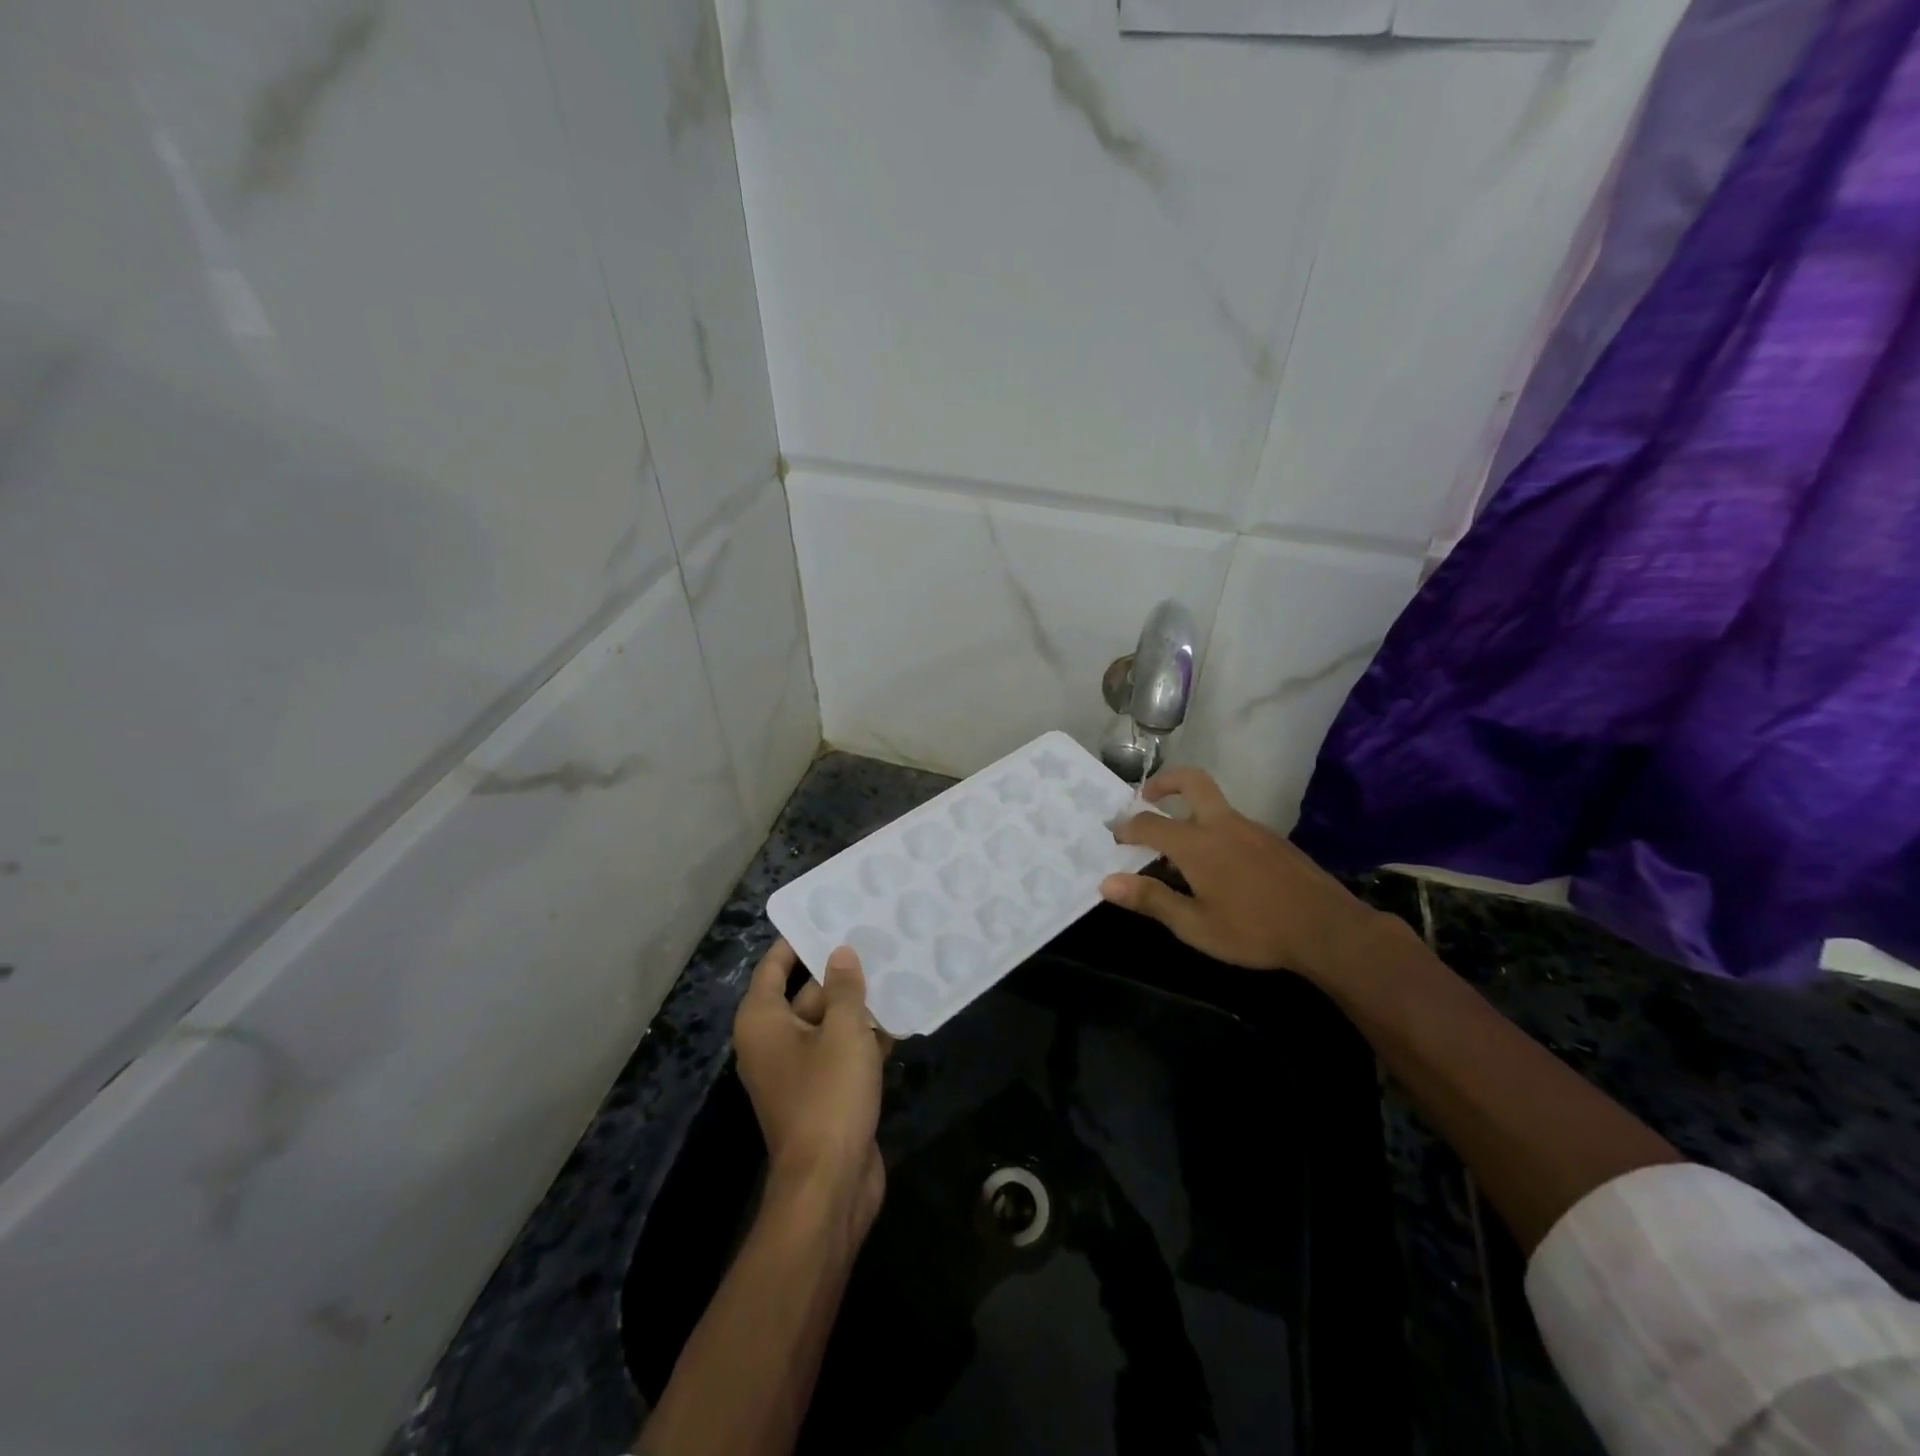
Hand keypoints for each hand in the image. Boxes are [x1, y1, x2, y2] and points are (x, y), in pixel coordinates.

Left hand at [732, 940, 889, 1240]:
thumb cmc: (827, 1096)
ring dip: (860, 1004)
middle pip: (807, 992)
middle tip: (877, 937)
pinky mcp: (825, 1092)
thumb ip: (843, 988)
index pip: (774, 966)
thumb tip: (840, 953)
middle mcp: (775, 1041)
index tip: (827, 913)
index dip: (798, 940)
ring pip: (830, 1022)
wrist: (830, 1185)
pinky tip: (903, 1015)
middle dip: (841, 971)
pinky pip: (844, 1051)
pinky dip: (867, 1037)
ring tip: (898, 967)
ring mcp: (800, 1069)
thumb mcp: (841, 1032)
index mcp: (763, 1022)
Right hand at [1099, 767, 1390, 980]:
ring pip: (1214, 805)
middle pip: (1191, 782)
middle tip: (1146, 797)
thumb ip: (1150, 899)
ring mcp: (1252, 829)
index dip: (1126, 827)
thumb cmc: (1254, 931)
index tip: (1113, 834)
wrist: (1328, 930)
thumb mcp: (1195, 925)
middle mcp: (1222, 824)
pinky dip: (1215, 830)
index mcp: (1197, 844)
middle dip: (1164, 783)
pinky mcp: (1274, 841)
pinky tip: (1219, 867)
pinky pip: (1234, 824)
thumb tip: (1107, 883)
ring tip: (1179, 849)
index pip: (1150, 823)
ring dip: (1190, 812)